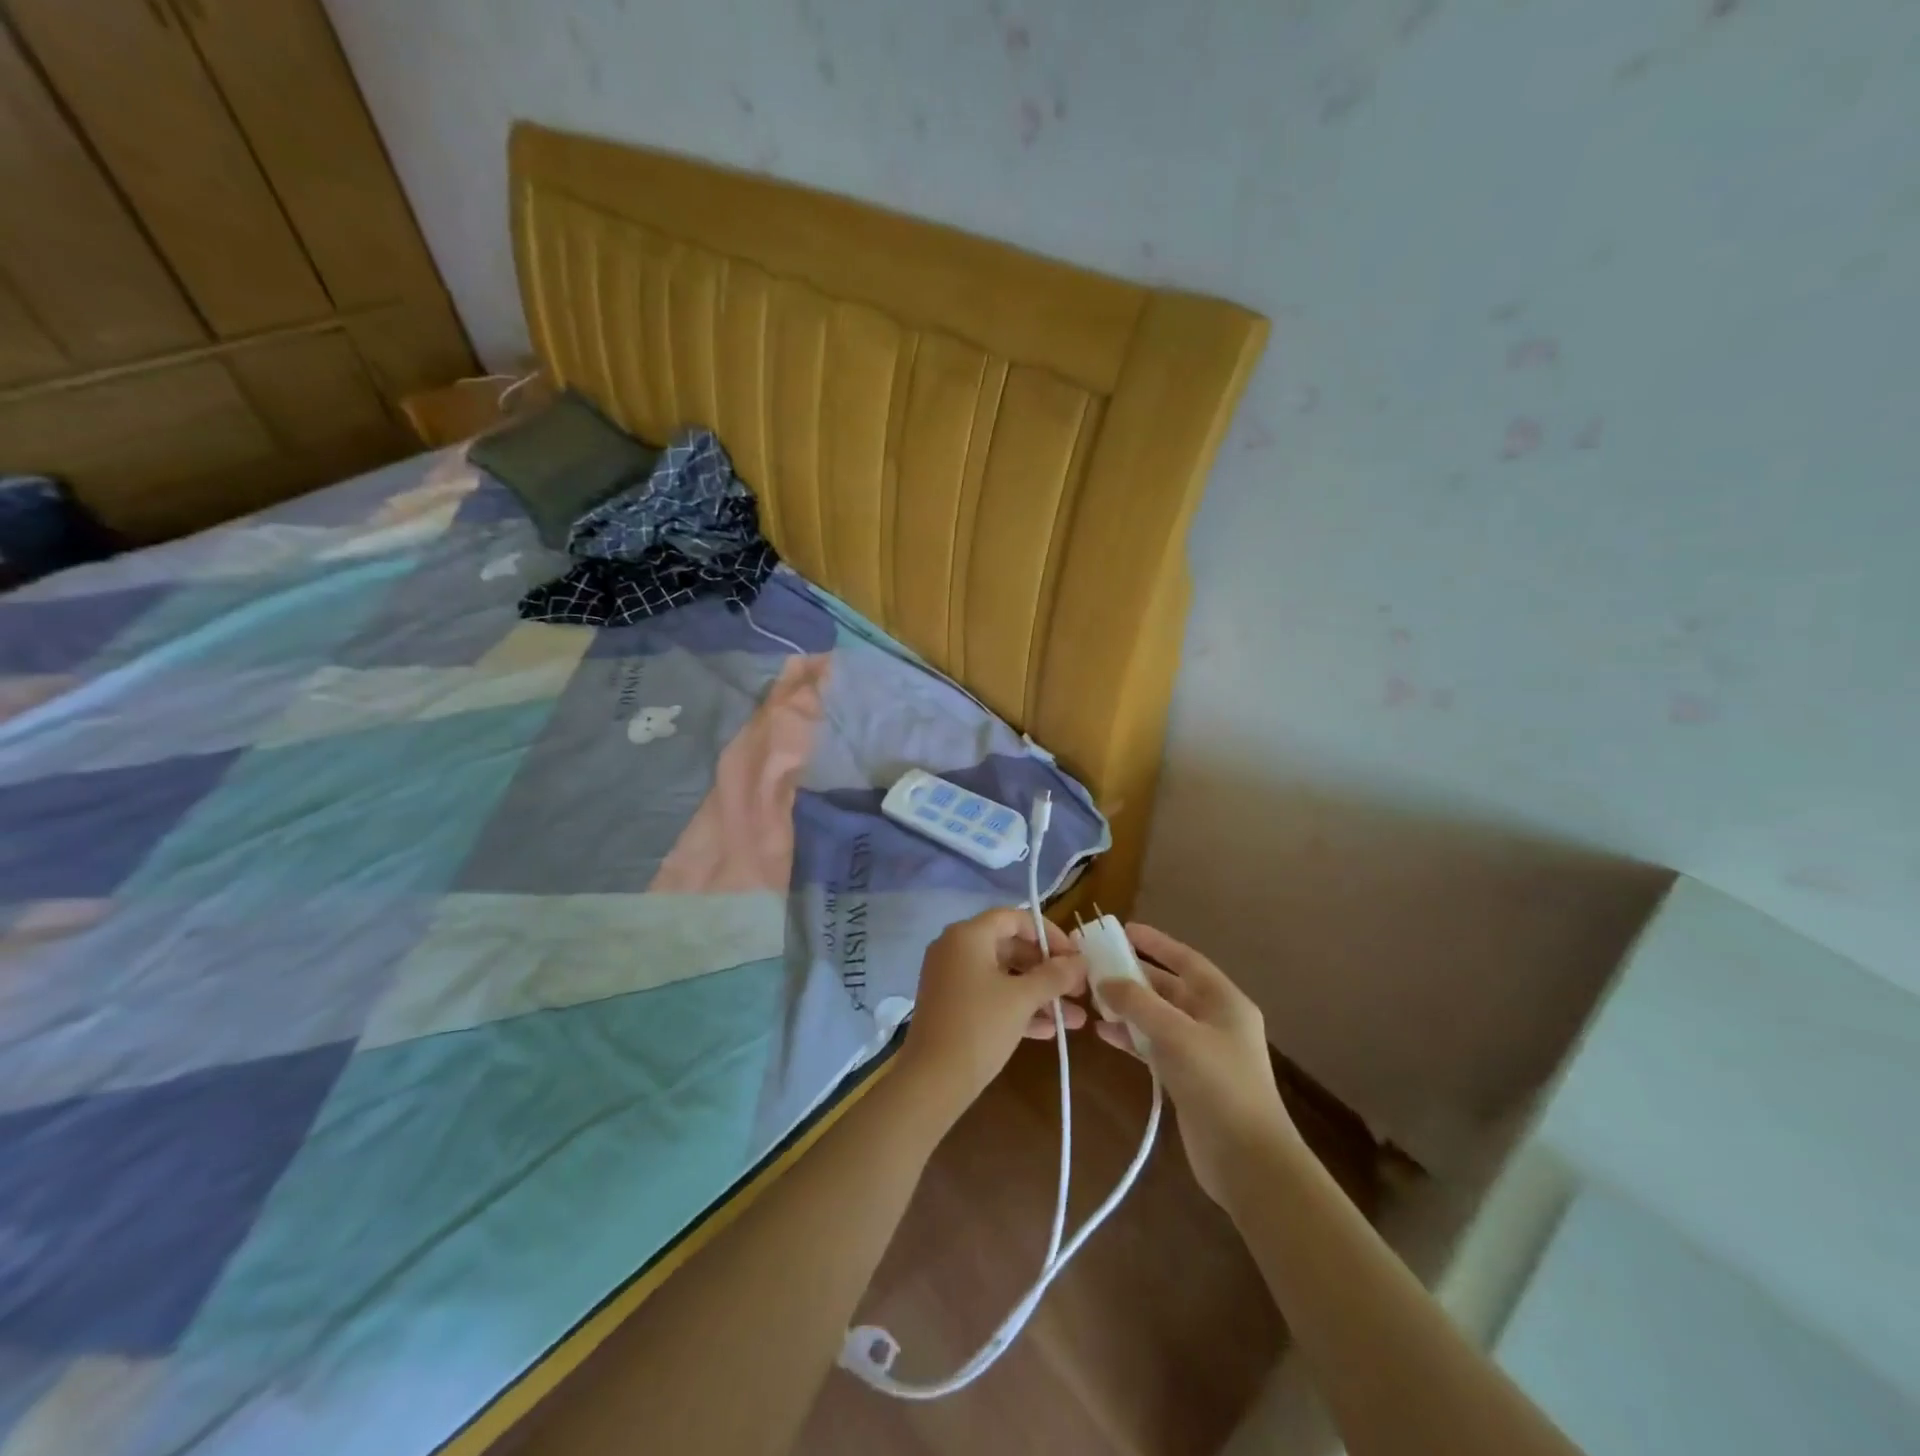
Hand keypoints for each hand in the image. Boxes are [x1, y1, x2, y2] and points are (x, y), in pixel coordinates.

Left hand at [899, 906, 1087, 1125]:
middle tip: (1079, 989)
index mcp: (968, 935)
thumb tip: (1080, 961)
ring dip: (1039, 994)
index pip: (1015, 919)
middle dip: (1048, 970)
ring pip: (1003, 976)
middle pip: (1010, 947)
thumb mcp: (1022, 999)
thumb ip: (1054, 975)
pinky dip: (1017, 1008)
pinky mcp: (951, 1005)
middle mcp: (956, 949)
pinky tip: (1049, 1031)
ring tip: (1075, 1018)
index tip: (1076, 957)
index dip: (1050, 934)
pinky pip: (990, 996)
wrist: (931, 1082)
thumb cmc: (979, 1027)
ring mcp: (951, 978)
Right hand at [1095, 924, 1299, 1208]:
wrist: (1248, 1160)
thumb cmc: (1218, 1084)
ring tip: (1093, 999)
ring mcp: (1201, 1050)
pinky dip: (1131, 1038)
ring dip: (1129, 1008)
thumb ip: (1138, 1003)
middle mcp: (1214, 1020)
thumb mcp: (1176, 1034)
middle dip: (1134, 976)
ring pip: (1158, 1017)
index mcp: (1224, 1001)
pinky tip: (1104, 1034)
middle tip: (1097, 965)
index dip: (1155, 942)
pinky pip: (1154, 1046)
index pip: (1185, 959)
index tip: (1123, 930)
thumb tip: (1106, 981)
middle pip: (1169, 988)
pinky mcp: (1188, 1078)